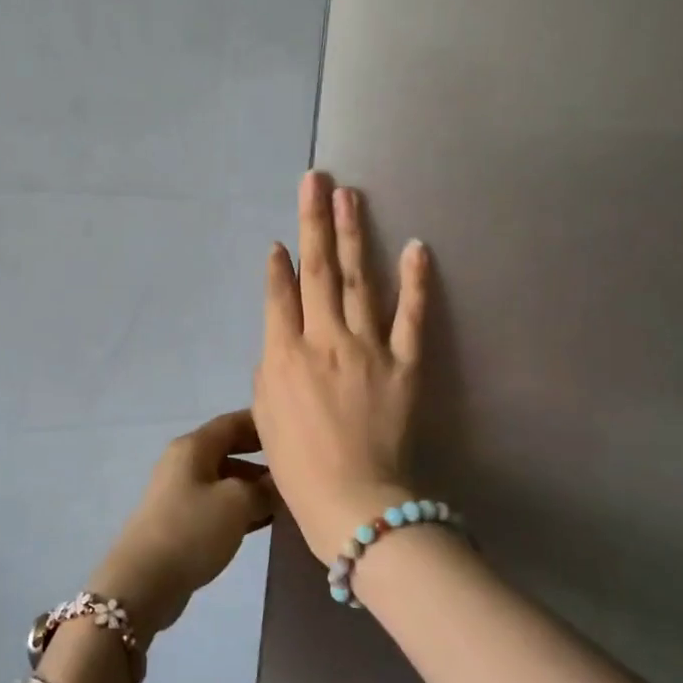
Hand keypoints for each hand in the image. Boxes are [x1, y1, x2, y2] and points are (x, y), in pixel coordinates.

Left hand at [87, 411, 274, 637]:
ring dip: (254, 486)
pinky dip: (242, 508)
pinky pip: (218, 504)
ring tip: (289, 498)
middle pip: (229, 449)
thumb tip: (278, 483)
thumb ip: (263, 488)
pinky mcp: (182, 520)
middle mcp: (185, 462)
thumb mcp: (237, 503)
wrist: (145, 580)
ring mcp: (181, 492)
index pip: (232, 422)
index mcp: (193, 446)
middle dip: (262, 456)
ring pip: (226, 479)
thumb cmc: (193, 529)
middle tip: (296, 466)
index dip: (261, 423)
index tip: (293, 429)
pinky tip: (266, 521)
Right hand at [254, 172, 428, 562]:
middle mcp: (324, 339)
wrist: (356, 502)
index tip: (278, 241)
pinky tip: (417, 246)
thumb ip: (271, 366)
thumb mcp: (266, 415)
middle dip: (314, 222)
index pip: (279, 295)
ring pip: (360, 279)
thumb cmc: (299, 466)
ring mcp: (368, 347)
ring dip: (354, 233)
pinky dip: (416, 280)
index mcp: (285, 354)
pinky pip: (412, 315)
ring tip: (349, 195)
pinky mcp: (406, 362)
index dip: (278, 265)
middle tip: (316, 180)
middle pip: (318, 270)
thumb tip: (280, 331)